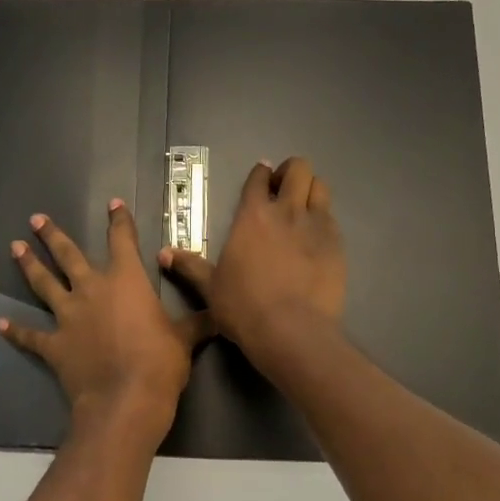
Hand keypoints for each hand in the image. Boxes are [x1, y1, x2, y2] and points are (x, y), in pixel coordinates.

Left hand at [0, 201, 209, 442]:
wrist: (125, 400)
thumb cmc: (160, 363)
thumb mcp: (186, 338)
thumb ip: (198, 321)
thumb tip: (220, 313)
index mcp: (126, 280)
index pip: (122, 240)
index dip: (119, 220)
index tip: (113, 204)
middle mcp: (92, 290)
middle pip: (68, 256)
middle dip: (52, 236)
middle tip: (36, 219)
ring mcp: (69, 317)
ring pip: (44, 284)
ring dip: (29, 266)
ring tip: (15, 247)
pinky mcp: (54, 345)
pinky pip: (31, 336)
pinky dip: (16, 331)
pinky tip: (1, 324)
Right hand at [161, 157, 346, 365]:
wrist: (291, 331)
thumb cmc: (244, 307)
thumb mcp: (210, 287)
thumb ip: (189, 266)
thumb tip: (162, 253)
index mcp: (252, 216)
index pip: (258, 178)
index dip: (260, 174)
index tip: (261, 178)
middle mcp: (286, 211)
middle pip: (298, 169)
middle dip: (291, 172)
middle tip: (283, 189)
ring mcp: (316, 226)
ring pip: (320, 187)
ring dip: (311, 190)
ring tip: (303, 206)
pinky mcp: (337, 244)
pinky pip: (332, 218)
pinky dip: (323, 219)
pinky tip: (316, 237)